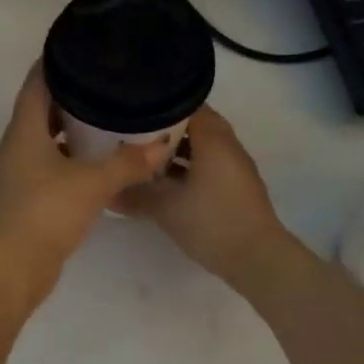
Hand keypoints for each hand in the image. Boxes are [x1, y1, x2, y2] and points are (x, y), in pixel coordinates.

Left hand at [0, 65, 171, 298]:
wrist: (10, 269)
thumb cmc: (46, 213)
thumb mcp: (92, 184)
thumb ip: (127, 163)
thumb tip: (161, 144)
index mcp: (24, 132)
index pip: (35, 84)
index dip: (53, 63)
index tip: (78, 48)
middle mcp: (15, 148)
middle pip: (39, 111)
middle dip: (68, 97)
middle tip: (103, 85)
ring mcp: (16, 176)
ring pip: (44, 142)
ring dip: (68, 131)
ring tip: (105, 121)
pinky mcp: (24, 200)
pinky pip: (47, 167)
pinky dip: (68, 160)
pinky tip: (94, 165)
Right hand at [118, 106, 290, 287]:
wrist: (256, 258)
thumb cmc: (211, 223)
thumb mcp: (166, 209)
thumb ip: (135, 196)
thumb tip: (107, 192)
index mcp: (213, 139)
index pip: (186, 104)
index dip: (158, 106)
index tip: (132, 111)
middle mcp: (227, 145)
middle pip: (194, 125)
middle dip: (164, 130)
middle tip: (133, 135)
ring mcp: (234, 166)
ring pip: (201, 147)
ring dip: (176, 150)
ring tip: (143, 158)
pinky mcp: (235, 186)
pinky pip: (208, 165)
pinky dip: (187, 167)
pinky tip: (165, 183)